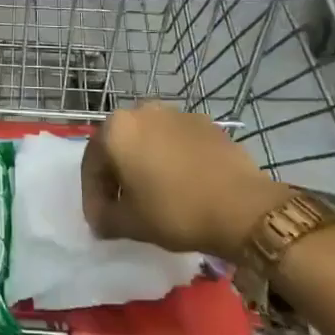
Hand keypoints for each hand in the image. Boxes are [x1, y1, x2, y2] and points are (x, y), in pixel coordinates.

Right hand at [82, 102, 288, 258]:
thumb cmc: (176, 211)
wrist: (242, 206)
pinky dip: (171, 158)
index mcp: (116, 129)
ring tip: (154, 194)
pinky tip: (183, 184)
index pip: (91, 163)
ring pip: (148, 139)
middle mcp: (141, 110)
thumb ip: (105, 219)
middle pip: (119, 145)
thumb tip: (99, 220)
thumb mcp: (131, 223)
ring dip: (144, 163)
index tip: (100, 222)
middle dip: (116, 175)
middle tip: (122, 206)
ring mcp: (175, 113)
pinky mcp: (204, 122)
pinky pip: (176, 140)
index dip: (92, 195)